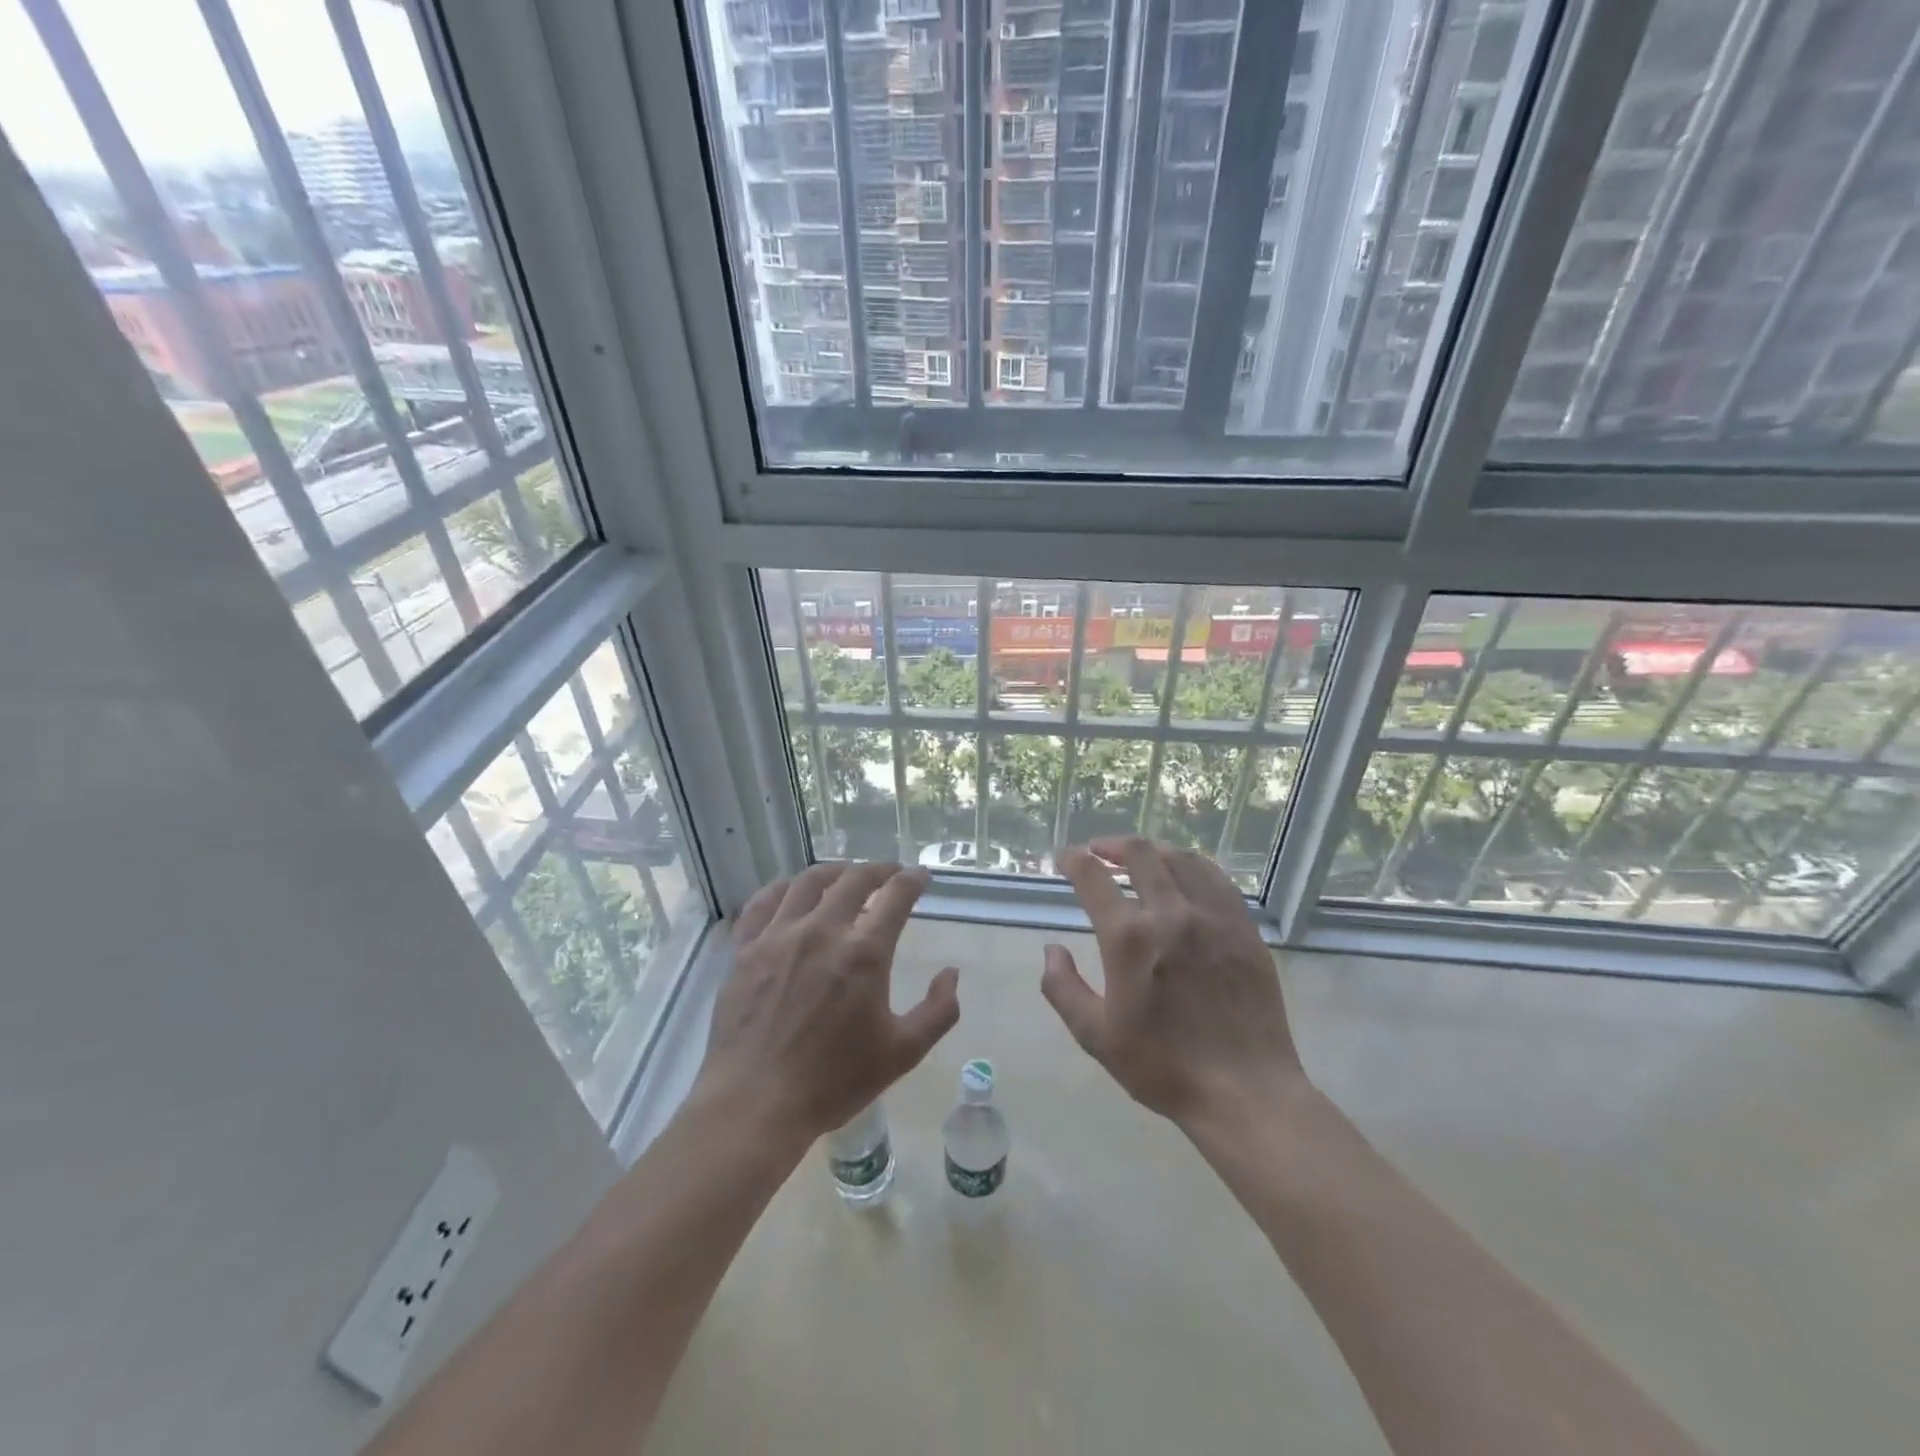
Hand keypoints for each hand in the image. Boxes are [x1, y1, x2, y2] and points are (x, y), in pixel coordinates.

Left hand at [693, 863, 959, 1156]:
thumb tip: (951, 973)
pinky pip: (763, 902)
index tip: (921, 876)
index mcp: (864, 953)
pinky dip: (782, 888)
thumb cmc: (833, 1081)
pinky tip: (792, 892)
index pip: (895, 897)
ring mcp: (778, 936)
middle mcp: (822, 931)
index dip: (912, 880)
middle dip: (878, 870)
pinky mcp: (745, 949)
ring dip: (834, 872)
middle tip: (890, 873)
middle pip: (853, 880)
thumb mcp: (902, 1053)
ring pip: (807, 882)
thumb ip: (938, 1011)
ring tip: (845, 876)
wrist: (755, 1104)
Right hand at [1041, 838, 1305, 1132]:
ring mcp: (1213, 917)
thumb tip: (1052, 950)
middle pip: (1140, 854)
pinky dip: (1191, 866)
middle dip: (1112, 845)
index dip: (1074, 860)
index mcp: (1129, 939)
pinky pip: (1216, 879)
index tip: (1065, 857)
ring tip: (1139, 859)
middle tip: (1099, 852)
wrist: (1245, 1092)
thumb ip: (1062, 988)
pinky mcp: (1243, 928)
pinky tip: (1185, 877)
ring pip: (1181, 858)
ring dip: (1153, 851)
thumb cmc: (1163, 1067)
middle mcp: (1171, 914)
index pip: (1093, 878)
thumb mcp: (1095, 1036)